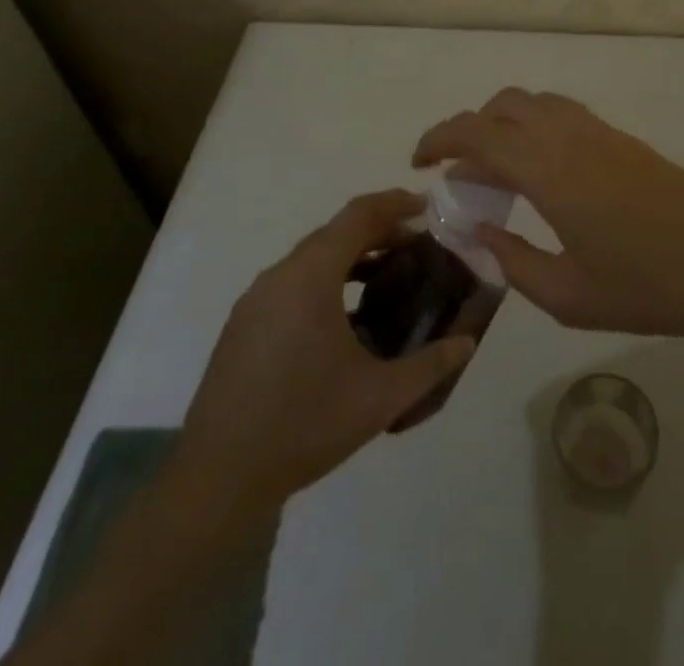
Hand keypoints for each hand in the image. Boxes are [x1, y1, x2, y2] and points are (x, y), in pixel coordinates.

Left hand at [170, 190, 475, 521]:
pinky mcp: (243, 324)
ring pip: (312, 258)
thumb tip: (466, 343)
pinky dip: (326, 280)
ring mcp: (256, 299)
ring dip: (351, 257)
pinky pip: (293, 282)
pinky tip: (346, 318)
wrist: (216, 479)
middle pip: (336, 232)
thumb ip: (430, 365)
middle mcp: (280, 274)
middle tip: (417, 246)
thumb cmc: (304, 425)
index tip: (428, 208)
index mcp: (311, 275)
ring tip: (387, 277)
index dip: (395, 204)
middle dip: (379, 231)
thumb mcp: (380, 397)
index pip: (359, 215)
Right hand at [412, 90, 683, 342]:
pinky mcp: (621, 139)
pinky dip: (535, 126)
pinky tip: (541, 172)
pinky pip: (563, 113)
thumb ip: (512, 260)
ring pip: (535, 102)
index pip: (476, 133)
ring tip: (497, 171)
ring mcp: (598, 132)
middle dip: (469, 129)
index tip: (418, 162)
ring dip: (504, 123)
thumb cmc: (644, 286)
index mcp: (547, 168)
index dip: (439, 139)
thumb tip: (478, 233)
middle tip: (457, 172)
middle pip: (503, 105)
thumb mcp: (565, 293)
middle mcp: (568, 135)